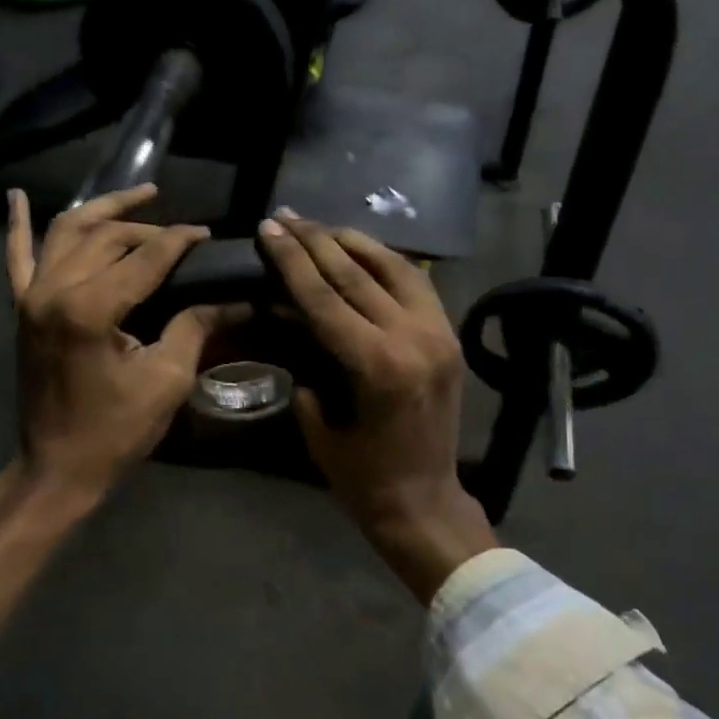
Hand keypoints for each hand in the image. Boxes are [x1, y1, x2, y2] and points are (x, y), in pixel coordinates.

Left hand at [7, 184, 237, 501]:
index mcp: (88, 309)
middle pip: (105, 237)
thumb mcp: (166, 381)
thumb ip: (193, 328)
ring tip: (138, 195)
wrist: (57, 467)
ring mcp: (29, 296)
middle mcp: (52, 290)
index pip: (144, 258)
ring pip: (65, 232)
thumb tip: (229, 299)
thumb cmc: (114, 431)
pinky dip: (17, 224)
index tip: (206, 234)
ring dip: (102, 210)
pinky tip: (16, 195)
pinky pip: (16, 257)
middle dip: (147, 228)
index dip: (179, 241)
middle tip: (181, 233)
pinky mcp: (20, 308)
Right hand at [257, 211, 494, 601]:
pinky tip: (362, 251)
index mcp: (377, 366)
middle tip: (286, 215)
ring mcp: (438, 334)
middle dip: (315, 240)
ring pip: (394, 268)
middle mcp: (413, 339)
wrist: (425, 503)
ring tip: (320, 225)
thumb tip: (290, 318)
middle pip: (356, 273)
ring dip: (353, 242)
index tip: (269, 228)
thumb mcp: (318, 423)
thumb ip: (305, 365)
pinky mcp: (449, 337)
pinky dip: (387, 261)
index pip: (325, 295)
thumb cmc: (362, 478)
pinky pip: (418, 284)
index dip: (292, 258)